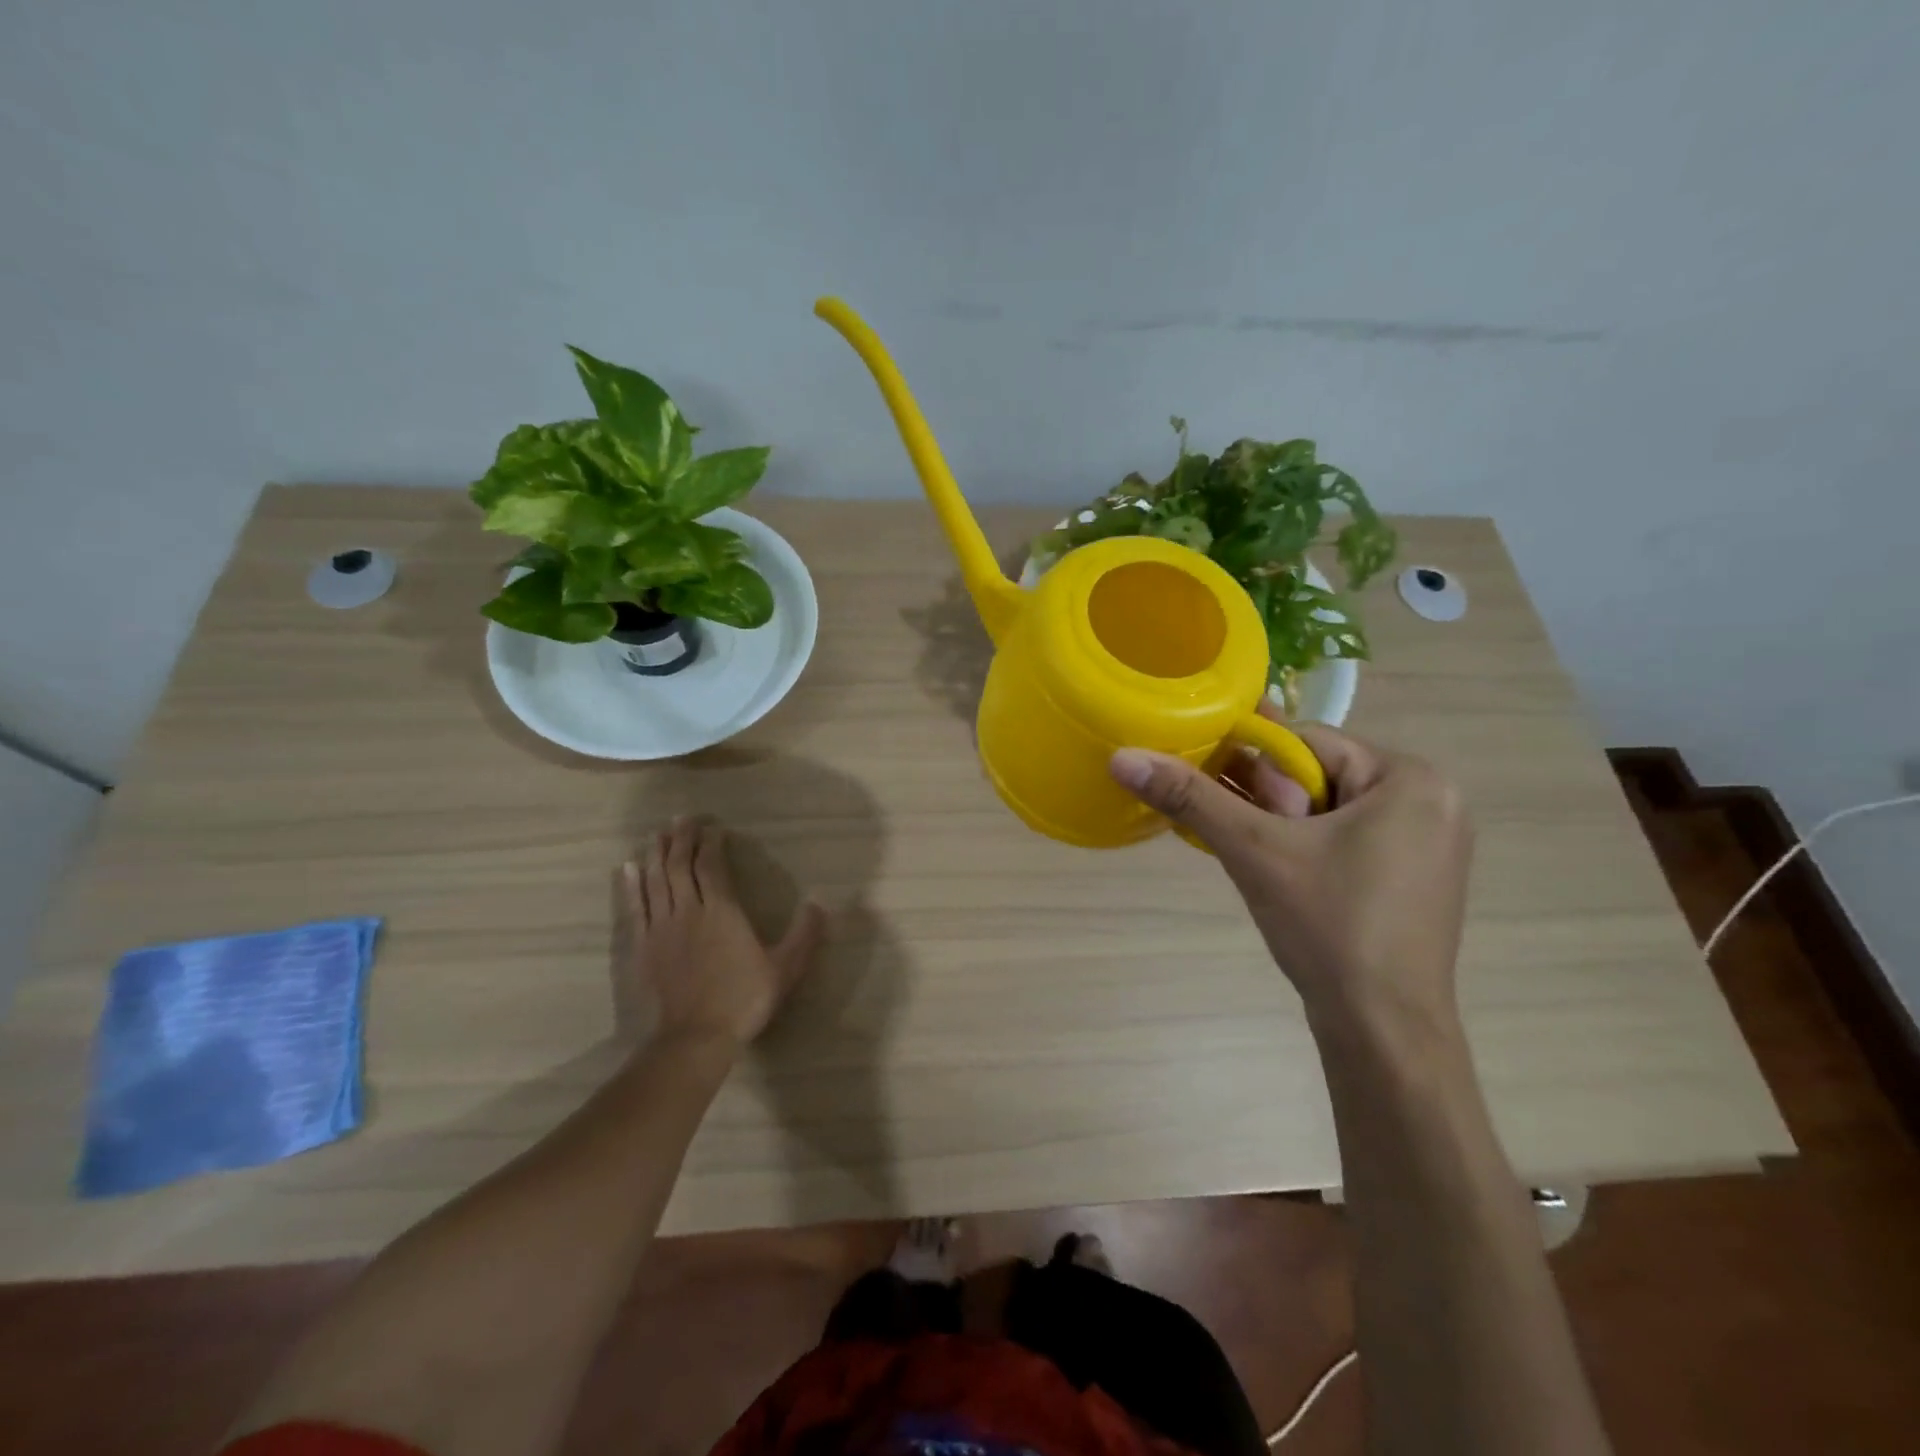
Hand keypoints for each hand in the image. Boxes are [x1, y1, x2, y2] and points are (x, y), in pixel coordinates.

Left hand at [618, 816, 827, 1049]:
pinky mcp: (641, 947)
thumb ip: (804, 934)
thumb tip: (821, 903)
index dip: (711, 845)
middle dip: (682, 839)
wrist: (693, 1039)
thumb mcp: (785, 969)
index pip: (712, 867)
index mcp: (722, 911)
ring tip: (657, 834)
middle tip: (682, 818)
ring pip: (655, 880)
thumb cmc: (742, 1000)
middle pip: (680, 866)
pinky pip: (634, 908)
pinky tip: (626, 869)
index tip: (713, 829)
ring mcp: (661, 928)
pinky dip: (630, 886)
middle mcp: (689, 910)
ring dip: (656, 854)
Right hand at [1109, 712, 1473, 1032]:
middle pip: (1317, 775)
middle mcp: (1432, 800)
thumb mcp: (1254, 851)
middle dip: (1266, 802)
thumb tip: (1123, 757)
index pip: (1305, 741)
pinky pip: (1345, 840)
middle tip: (1240, 838)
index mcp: (1409, 778)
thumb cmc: (1329, 926)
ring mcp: (1429, 844)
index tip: (1213, 791)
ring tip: (1255, 860)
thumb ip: (1190, 797)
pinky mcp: (1415, 879)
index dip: (1249, 763)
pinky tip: (1280, 877)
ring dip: (1280, 827)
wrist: (1383, 1031)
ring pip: (1327, 809)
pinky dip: (1305, 848)